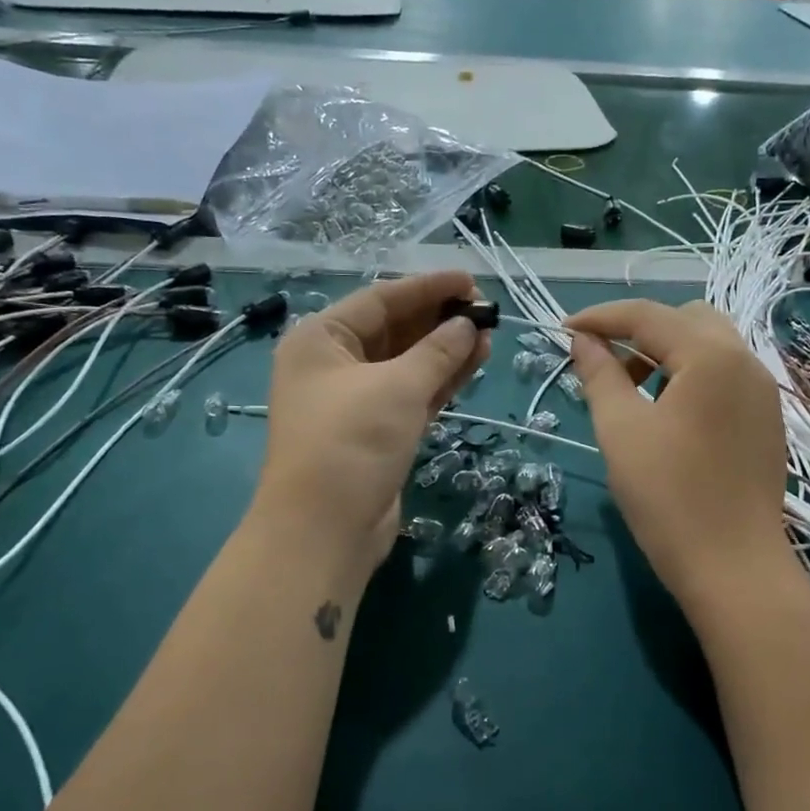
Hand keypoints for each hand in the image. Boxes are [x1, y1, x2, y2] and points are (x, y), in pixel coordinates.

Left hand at [256, 271, 488, 574]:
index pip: (380, 300)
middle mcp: (334, 364)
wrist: (325, 529)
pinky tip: (474, 362)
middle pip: (394, 330)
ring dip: (446, 350)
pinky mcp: (377, 431)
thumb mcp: (397, 387)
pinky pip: (413, 394)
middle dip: (439, 320)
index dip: (428, 288)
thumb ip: (437, 351)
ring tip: (488, 334)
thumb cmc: (351, 441)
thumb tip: (468, 325)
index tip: (470, 281)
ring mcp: (356, 400)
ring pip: (408, 364)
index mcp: (321, 339)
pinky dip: (441, 380)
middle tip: (485, 310)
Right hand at [565, 299, 789, 609]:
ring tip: (633, 391)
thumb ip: (600, 375)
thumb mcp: (621, 431)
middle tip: (604, 365)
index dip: (600, 317)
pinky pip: (725, 375)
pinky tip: (669, 414)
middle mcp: (746, 361)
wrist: (733, 568)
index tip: (562, 330)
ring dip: (667, 353)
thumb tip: (583, 340)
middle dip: (639, 332)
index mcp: (711, 355)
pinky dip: (691, 376)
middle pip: (686, 320)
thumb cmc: (669, 497)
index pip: (648, 316)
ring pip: (710, 346)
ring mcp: (763, 391)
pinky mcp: (767, 419)